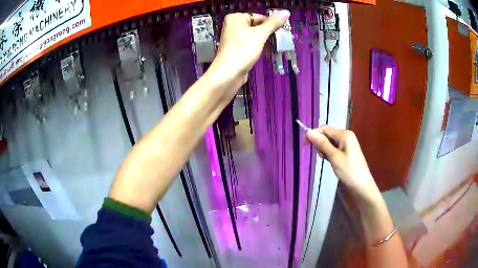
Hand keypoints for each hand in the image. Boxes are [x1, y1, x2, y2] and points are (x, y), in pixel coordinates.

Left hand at [207, 11, 290, 86]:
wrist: (228, 73)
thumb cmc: (243, 50)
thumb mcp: (260, 34)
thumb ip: (273, 23)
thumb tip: (286, 12)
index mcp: (236, 18)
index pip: (259, 16)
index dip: (272, 24)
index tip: (282, 32)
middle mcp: (233, 26)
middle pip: (257, 26)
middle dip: (269, 33)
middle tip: (281, 40)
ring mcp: (234, 38)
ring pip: (255, 36)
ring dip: (266, 41)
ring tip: (276, 47)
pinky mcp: (237, 49)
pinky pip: (251, 44)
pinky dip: (259, 47)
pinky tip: (267, 53)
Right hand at [306, 126, 380, 201]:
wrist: (362, 186)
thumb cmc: (349, 171)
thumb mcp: (334, 157)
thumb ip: (322, 143)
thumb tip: (309, 132)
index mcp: (345, 134)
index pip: (325, 128)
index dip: (314, 134)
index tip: (305, 145)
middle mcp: (346, 136)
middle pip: (328, 134)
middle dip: (320, 142)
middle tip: (318, 155)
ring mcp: (347, 144)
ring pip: (330, 142)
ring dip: (324, 148)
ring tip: (324, 159)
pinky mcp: (347, 152)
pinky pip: (335, 148)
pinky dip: (329, 153)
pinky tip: (329, 160)